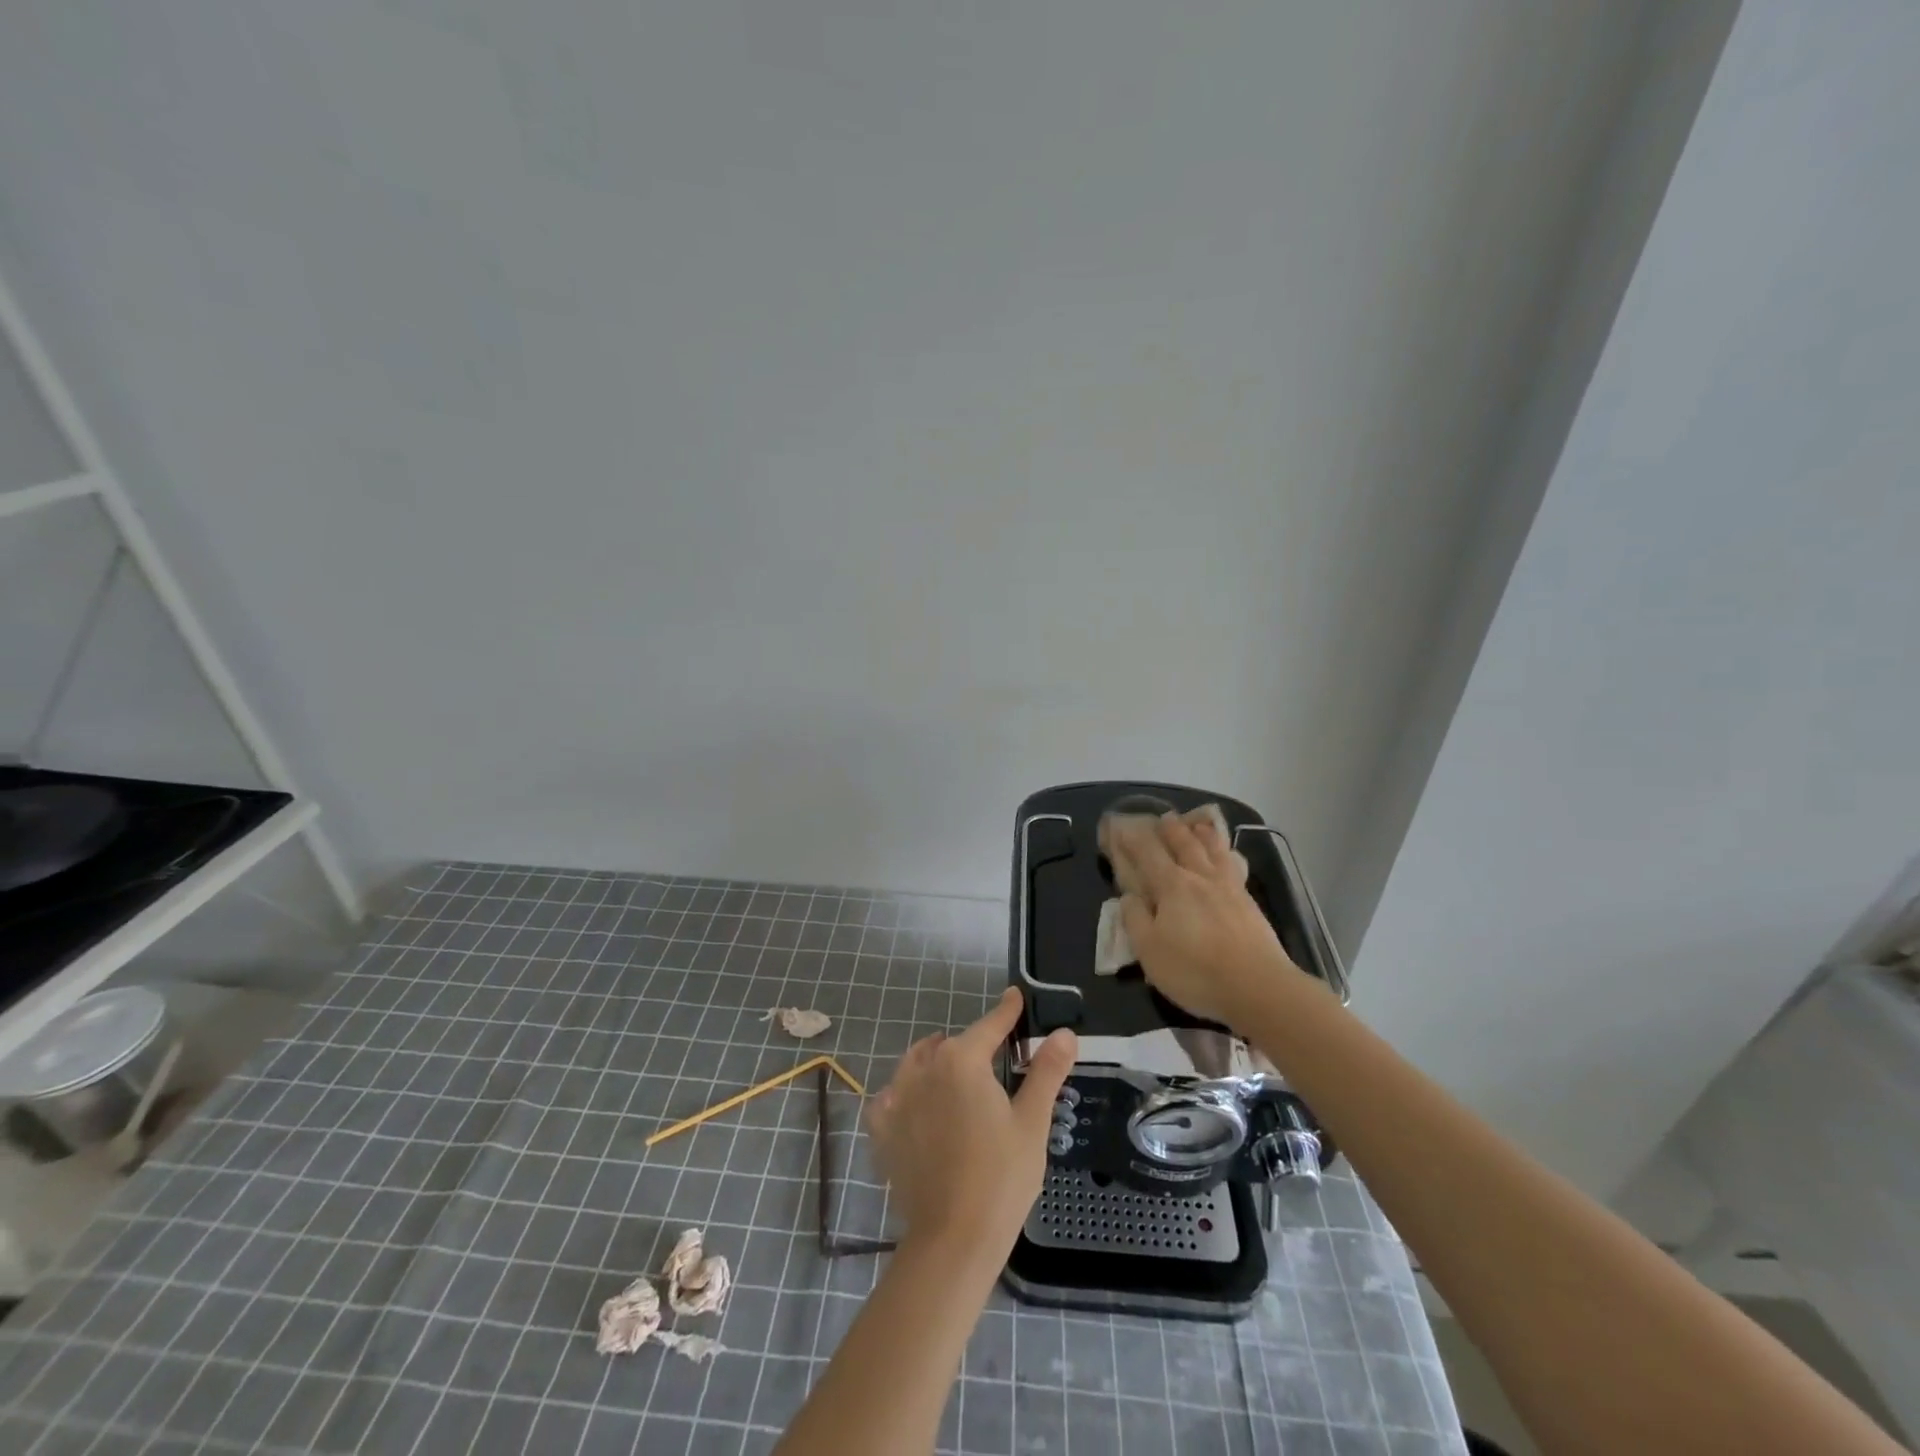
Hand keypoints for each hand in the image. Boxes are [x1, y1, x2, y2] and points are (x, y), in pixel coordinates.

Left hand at [866, 988, 1076, 1259]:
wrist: (952, 1239)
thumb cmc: (1001, 1177)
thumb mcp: (1032, 1122)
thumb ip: (1046, 1071)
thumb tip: (1064, 1033)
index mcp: (962, 1060)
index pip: (990, 1025)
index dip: (1006, 1011)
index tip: (1015, 996)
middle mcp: (923, 1067)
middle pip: (952, 1045)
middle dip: (973, 1047)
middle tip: (994, 1064)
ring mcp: (896, 1096)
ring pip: (918, 1063)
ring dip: (936, 1062)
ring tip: (955, 1078)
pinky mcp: (881, 1128)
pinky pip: (893, 1095)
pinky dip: (907, 1093)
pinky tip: (920, 1108)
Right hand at [1111, 813, 1301, 1022]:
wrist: (1259, 987)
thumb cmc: (1195, 971)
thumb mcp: (1149, 951)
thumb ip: (1135, 919)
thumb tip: (1128, 897)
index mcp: (1171, 885)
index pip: (1147, 852)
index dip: (1131, 837)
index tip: (1120, 827)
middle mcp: (1199, 876)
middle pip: (1183, 842)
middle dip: (1169, 828)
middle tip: (1162, 818)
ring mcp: (1228, 886)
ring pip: (1212, 849)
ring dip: (1201, 833)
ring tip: (1196, 823)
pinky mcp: (1249, 901)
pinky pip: (1233, 864)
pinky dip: (1225, 852)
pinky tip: (1227, 856)